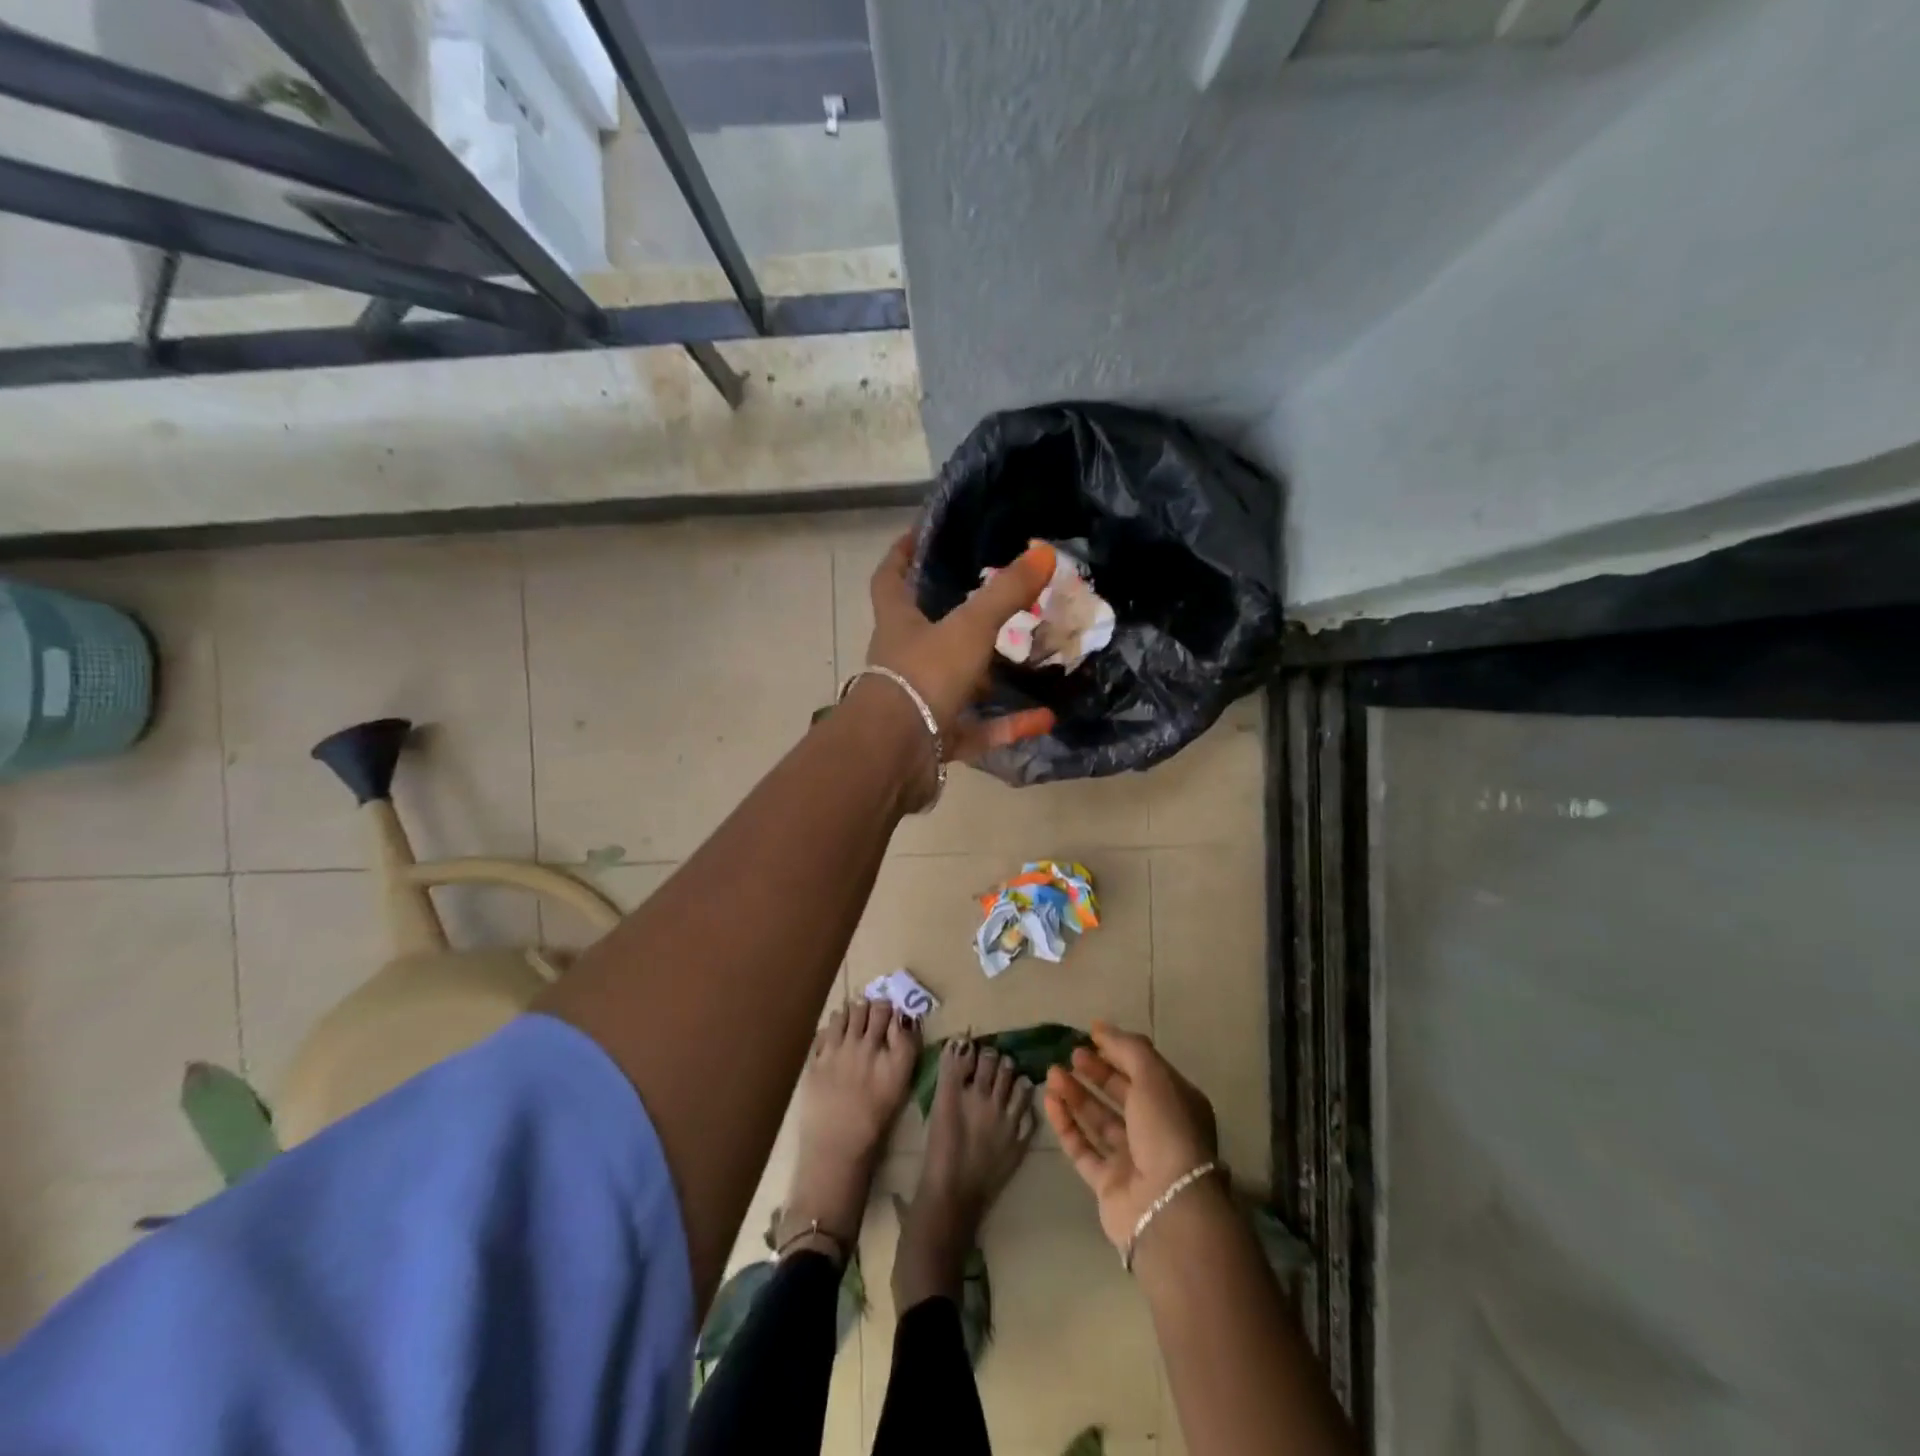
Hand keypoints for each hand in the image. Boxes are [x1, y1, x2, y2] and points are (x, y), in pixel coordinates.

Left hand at [864, 529, 1057, 761]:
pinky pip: (978, 729)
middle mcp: (904, 661)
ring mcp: (919, 704)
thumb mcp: (969, 627)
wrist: (896, 753)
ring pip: (956, 684)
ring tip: (1027, 660)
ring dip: (989, 675)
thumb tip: (1044, 552)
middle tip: (997, 601)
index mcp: (898, 624)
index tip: (919, 535)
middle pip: (926, 632)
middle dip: (957, 618)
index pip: (890, 579)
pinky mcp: (937, 740)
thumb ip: (1005, 592)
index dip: (901, 554)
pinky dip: (1009, 724)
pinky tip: (1045, 717)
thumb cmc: (923, 675)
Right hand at [1044, 1022, 1219, 1251]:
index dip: (1118, 1051)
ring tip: (1052, 1074)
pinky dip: (1067, 1125)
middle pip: (1120, 1094)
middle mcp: (1156, 1131)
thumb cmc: (1166, 1130)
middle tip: (1070, 1055)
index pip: (1144, 1071)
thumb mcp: (1153, 1076)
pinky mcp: (1108, 1184)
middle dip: (1095, 1072)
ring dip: (1075, 1095)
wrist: (1167, 1206)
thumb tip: (1100, 1027)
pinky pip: (1083, 1148)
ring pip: (1098, 1120)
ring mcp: (1132, 1159)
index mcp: (1176, 1104)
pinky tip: (1050, 1102)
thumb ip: (1127, 1048)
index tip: (1090, 1035)